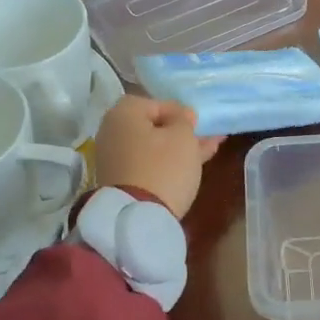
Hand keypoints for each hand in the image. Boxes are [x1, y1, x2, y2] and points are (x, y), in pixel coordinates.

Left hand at [94, 97, 223, 218]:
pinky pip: (147, 164)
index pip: (154, 103)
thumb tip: (180, 116)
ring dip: (177, 148)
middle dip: (179, 131)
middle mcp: (112, 132)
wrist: (138, 217)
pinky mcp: (120, 181)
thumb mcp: (182, 136)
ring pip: (152, 147)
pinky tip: (191, 165)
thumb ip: (184, 119)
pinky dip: (166, 162)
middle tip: (203, 136)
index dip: (179, 110)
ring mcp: (114, 159)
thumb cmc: (163, 166)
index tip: (197, 123)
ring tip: (206, 150)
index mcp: (123, 114)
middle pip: (151, 126)